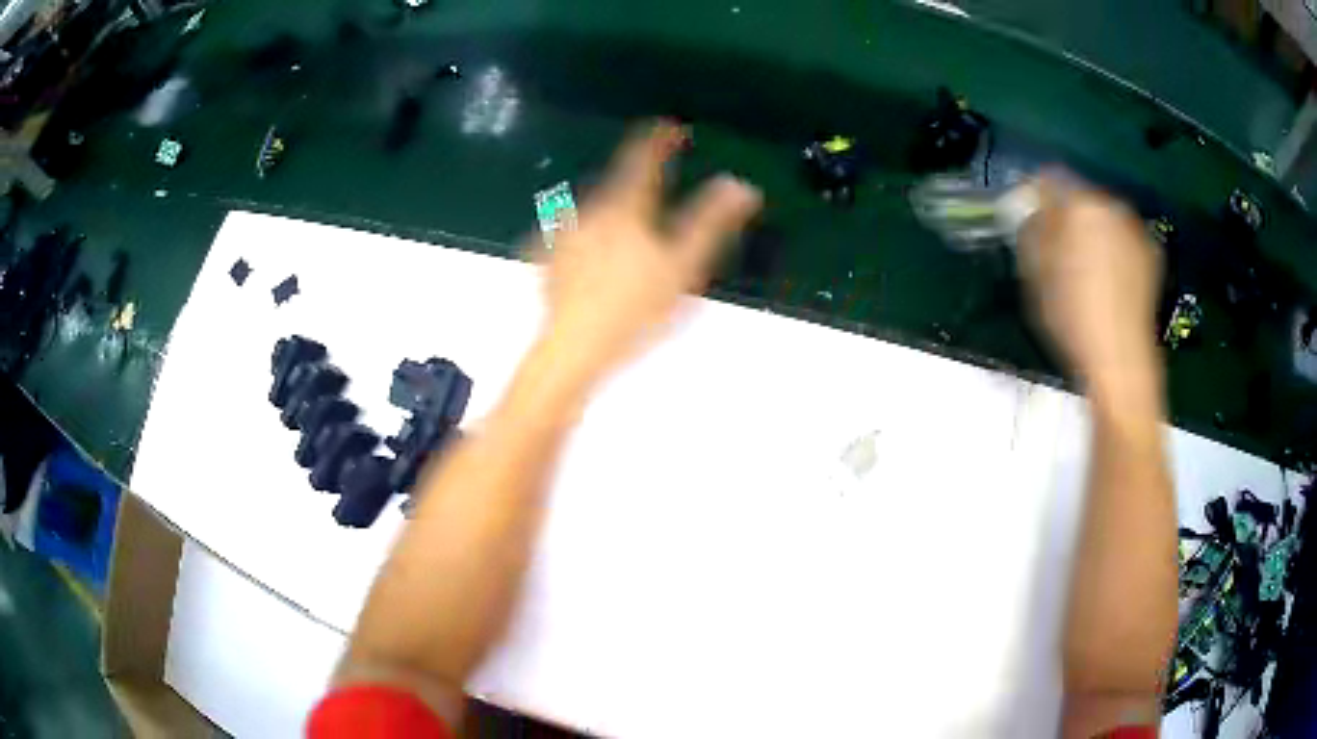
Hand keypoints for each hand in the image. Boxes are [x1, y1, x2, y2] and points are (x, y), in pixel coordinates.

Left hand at [537, 121, 761, 381]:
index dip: (658, 139)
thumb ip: (711, 221)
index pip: (643, 159)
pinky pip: (566, 238)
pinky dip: (580, 239)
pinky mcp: (545, 259)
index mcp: (624, 206)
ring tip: (625, 231)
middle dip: (636, 184)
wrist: (576, 348)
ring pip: (591, 211)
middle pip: (616, 186)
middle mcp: (588, 210)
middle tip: (657, 194)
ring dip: (609, 211)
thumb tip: (741, 185)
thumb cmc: (636, 307)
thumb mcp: (684, 265)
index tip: (670, 127)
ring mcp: (562, 235)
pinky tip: (584, 256)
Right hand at [1017, 175, 1162, 400]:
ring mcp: (1135, 229)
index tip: (1028, 220)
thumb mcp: (1036, 273)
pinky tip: (1109, 280)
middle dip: (1067, 215)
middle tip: (1057, 248)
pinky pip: (1123, 238)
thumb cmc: (1072, 317)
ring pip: (1103, 217)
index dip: (1034, 195)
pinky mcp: (1151, 252)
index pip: (1049, 178)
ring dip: (1091, 231)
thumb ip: (1031, 229)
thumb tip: (1030, 210)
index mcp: (1080, 204)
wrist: (1121, 361)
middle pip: (1080, 196)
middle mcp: (1111, 205)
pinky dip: (1113, 248)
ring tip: (1085, 269)